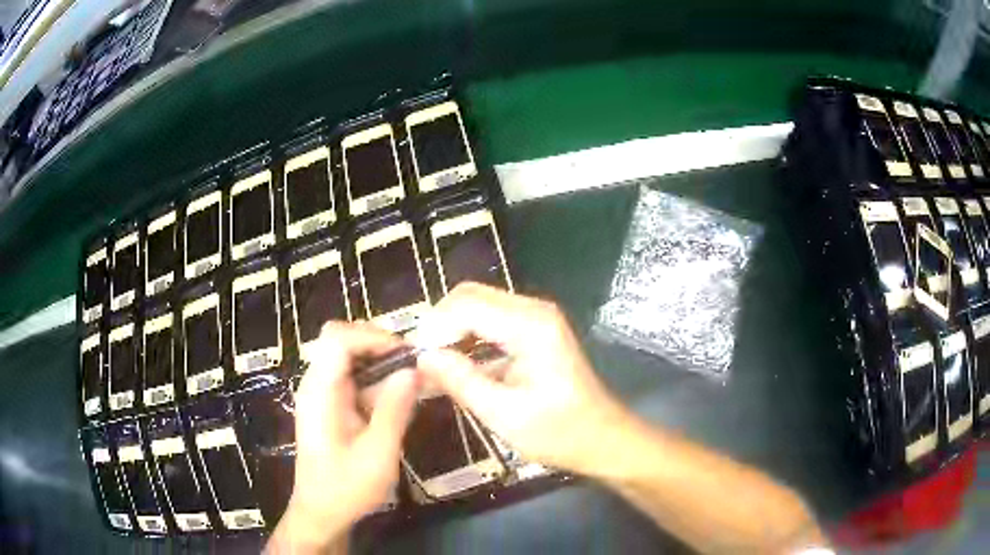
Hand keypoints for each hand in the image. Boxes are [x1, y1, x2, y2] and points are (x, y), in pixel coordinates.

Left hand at [268, 322, 418, 553]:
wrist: (321, 513)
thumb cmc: (347, 488)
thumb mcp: (378, 454)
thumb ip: (394, 410)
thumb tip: (414, 370)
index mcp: (320, 391)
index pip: (338, 338)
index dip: (373, 337)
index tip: (408, 354)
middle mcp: (316, 384)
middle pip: (342, 340)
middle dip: (380, 345)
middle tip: (414, 364)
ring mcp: (322, 394)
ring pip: (350, 357)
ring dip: (382, 362)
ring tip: (415, 380)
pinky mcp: (331, 406)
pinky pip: (354, 379)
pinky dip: (378, 380)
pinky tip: (400, 399)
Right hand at [414, 283, 634, 474]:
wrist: (603, 439)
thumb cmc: (560, 432)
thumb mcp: (504, 414)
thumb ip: (461, 381)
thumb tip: (422, 357)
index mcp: (531, 326)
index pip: (466, 305)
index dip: (434, 327)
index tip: (414, 358)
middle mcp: (534, 311)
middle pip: (471, 297)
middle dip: (440, 325)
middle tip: (422, 362)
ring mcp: (536, 319)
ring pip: (478, 307)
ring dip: (452, 332)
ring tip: (433, 368)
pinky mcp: (535, 332)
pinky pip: (492, 323)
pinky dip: (469, 340)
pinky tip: (456, 368)